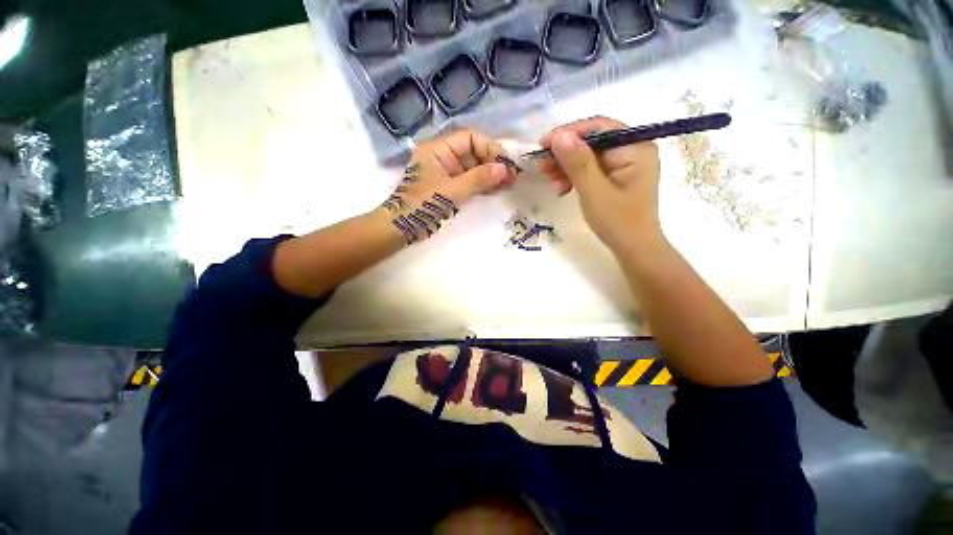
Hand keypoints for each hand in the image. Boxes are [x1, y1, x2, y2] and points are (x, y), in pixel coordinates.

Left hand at [381, 129, 516, 244]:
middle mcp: (443, 157)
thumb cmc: (423, 205)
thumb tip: (504, 169)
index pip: (469, 138)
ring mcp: (446, 173)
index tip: (506, 163)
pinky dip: (482, 185)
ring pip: (473, 168)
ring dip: (490, 175)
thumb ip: (478, 179)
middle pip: (473, 153)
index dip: (489, 148)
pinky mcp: (449, 187)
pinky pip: (469, 181)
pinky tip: (497, 189)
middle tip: (512, 176)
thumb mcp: (452, 191)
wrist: (402, 227)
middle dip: (493, 163)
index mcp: (438, 149)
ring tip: (509, 184)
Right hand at [538, 116, 661, 253]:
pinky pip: (590, 168)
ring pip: (588, 155)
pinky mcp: (616, 175)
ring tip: (551, 183)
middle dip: (564, 154)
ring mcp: (625, 163)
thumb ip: (578, 163)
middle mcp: (632, 148)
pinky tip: (562, 188)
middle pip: (592, 141)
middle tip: (542, 167)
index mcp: (634, 147)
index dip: (568, 133)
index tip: (542, 146)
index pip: (598, 127)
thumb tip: (559, 135)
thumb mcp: (594, 192)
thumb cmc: (618, 222)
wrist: (634, 248)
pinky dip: (574, 176)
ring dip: (566, 167)